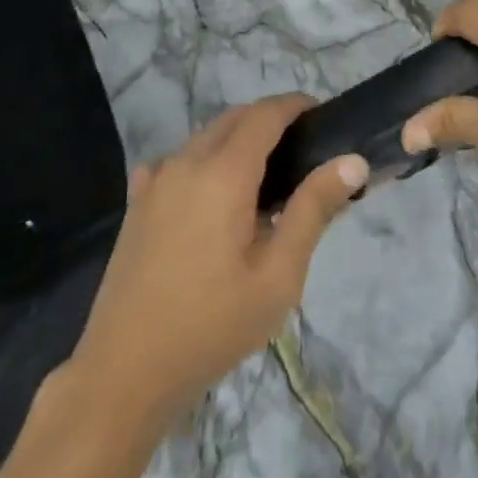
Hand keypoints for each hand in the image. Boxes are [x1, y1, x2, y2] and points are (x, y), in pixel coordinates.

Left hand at [72, 95, 367, 426]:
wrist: (125, 371)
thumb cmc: (212, 325)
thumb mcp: (278, 276)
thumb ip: (314, 210)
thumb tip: (352, 161)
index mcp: (223, 173)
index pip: (265, 114)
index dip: (294, 106)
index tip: (322, 115)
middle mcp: (186, 161)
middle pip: (234, 118)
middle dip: (268, 120)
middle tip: (302, 151)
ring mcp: (156, 179)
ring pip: (205, 137)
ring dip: (236, 139)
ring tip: (265, 179)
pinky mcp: (137, 201)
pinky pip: (178, 160)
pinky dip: (205, 160)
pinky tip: (213, 198)